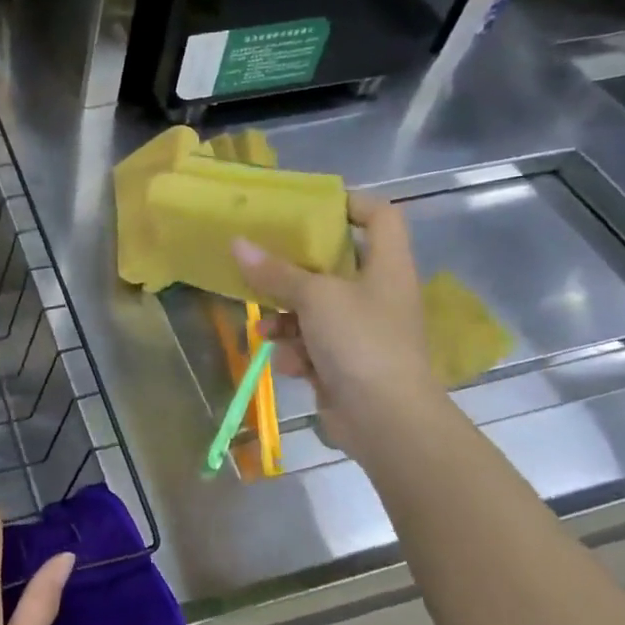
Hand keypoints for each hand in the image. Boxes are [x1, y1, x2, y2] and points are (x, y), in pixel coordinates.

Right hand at [232, 193, 446, 455]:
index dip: (352, 203)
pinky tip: (288, 363)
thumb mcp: (315, 297)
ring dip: (286, 319)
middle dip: (294, 271)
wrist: (387, 420)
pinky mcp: (346, 364)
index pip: (381, 216)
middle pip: (335, 265)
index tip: (310, 206)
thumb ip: (275, 272)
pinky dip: (297, 352)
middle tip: (262, 263)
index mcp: (386, 266)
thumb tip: (237, 243)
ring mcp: (363, 332)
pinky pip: (312, 345)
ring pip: (315, 310)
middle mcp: (378, 294)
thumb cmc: (360, 342)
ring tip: (265, 329)